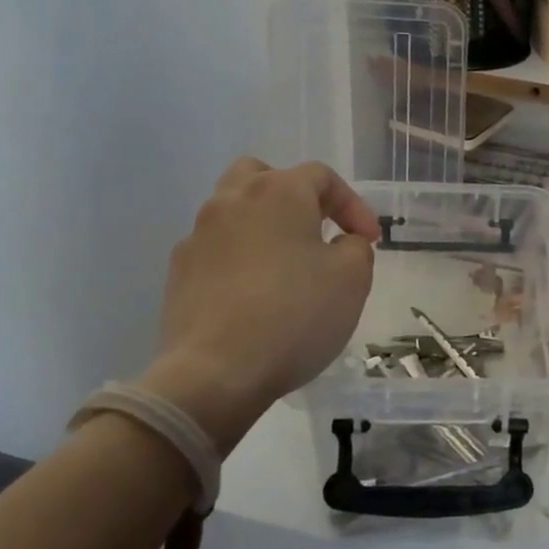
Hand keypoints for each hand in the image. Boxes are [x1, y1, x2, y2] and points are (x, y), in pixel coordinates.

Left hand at [137, 159, 378, 454]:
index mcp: (279, 192)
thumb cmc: (295, 315)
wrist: (215, 372)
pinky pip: (216, 249)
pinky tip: (253, 293)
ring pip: (234, 210)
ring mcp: (198, 236)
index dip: (352, 205)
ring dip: (264, 226)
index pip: (321, 177)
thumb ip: (355, 248)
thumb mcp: (353, 278)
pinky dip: (238, 258)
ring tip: (285, 263)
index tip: (370, 240)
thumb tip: (340, 243)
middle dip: (295, 196)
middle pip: (264, 176)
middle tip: (317, 229)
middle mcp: (232, 201)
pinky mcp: (178, 273)